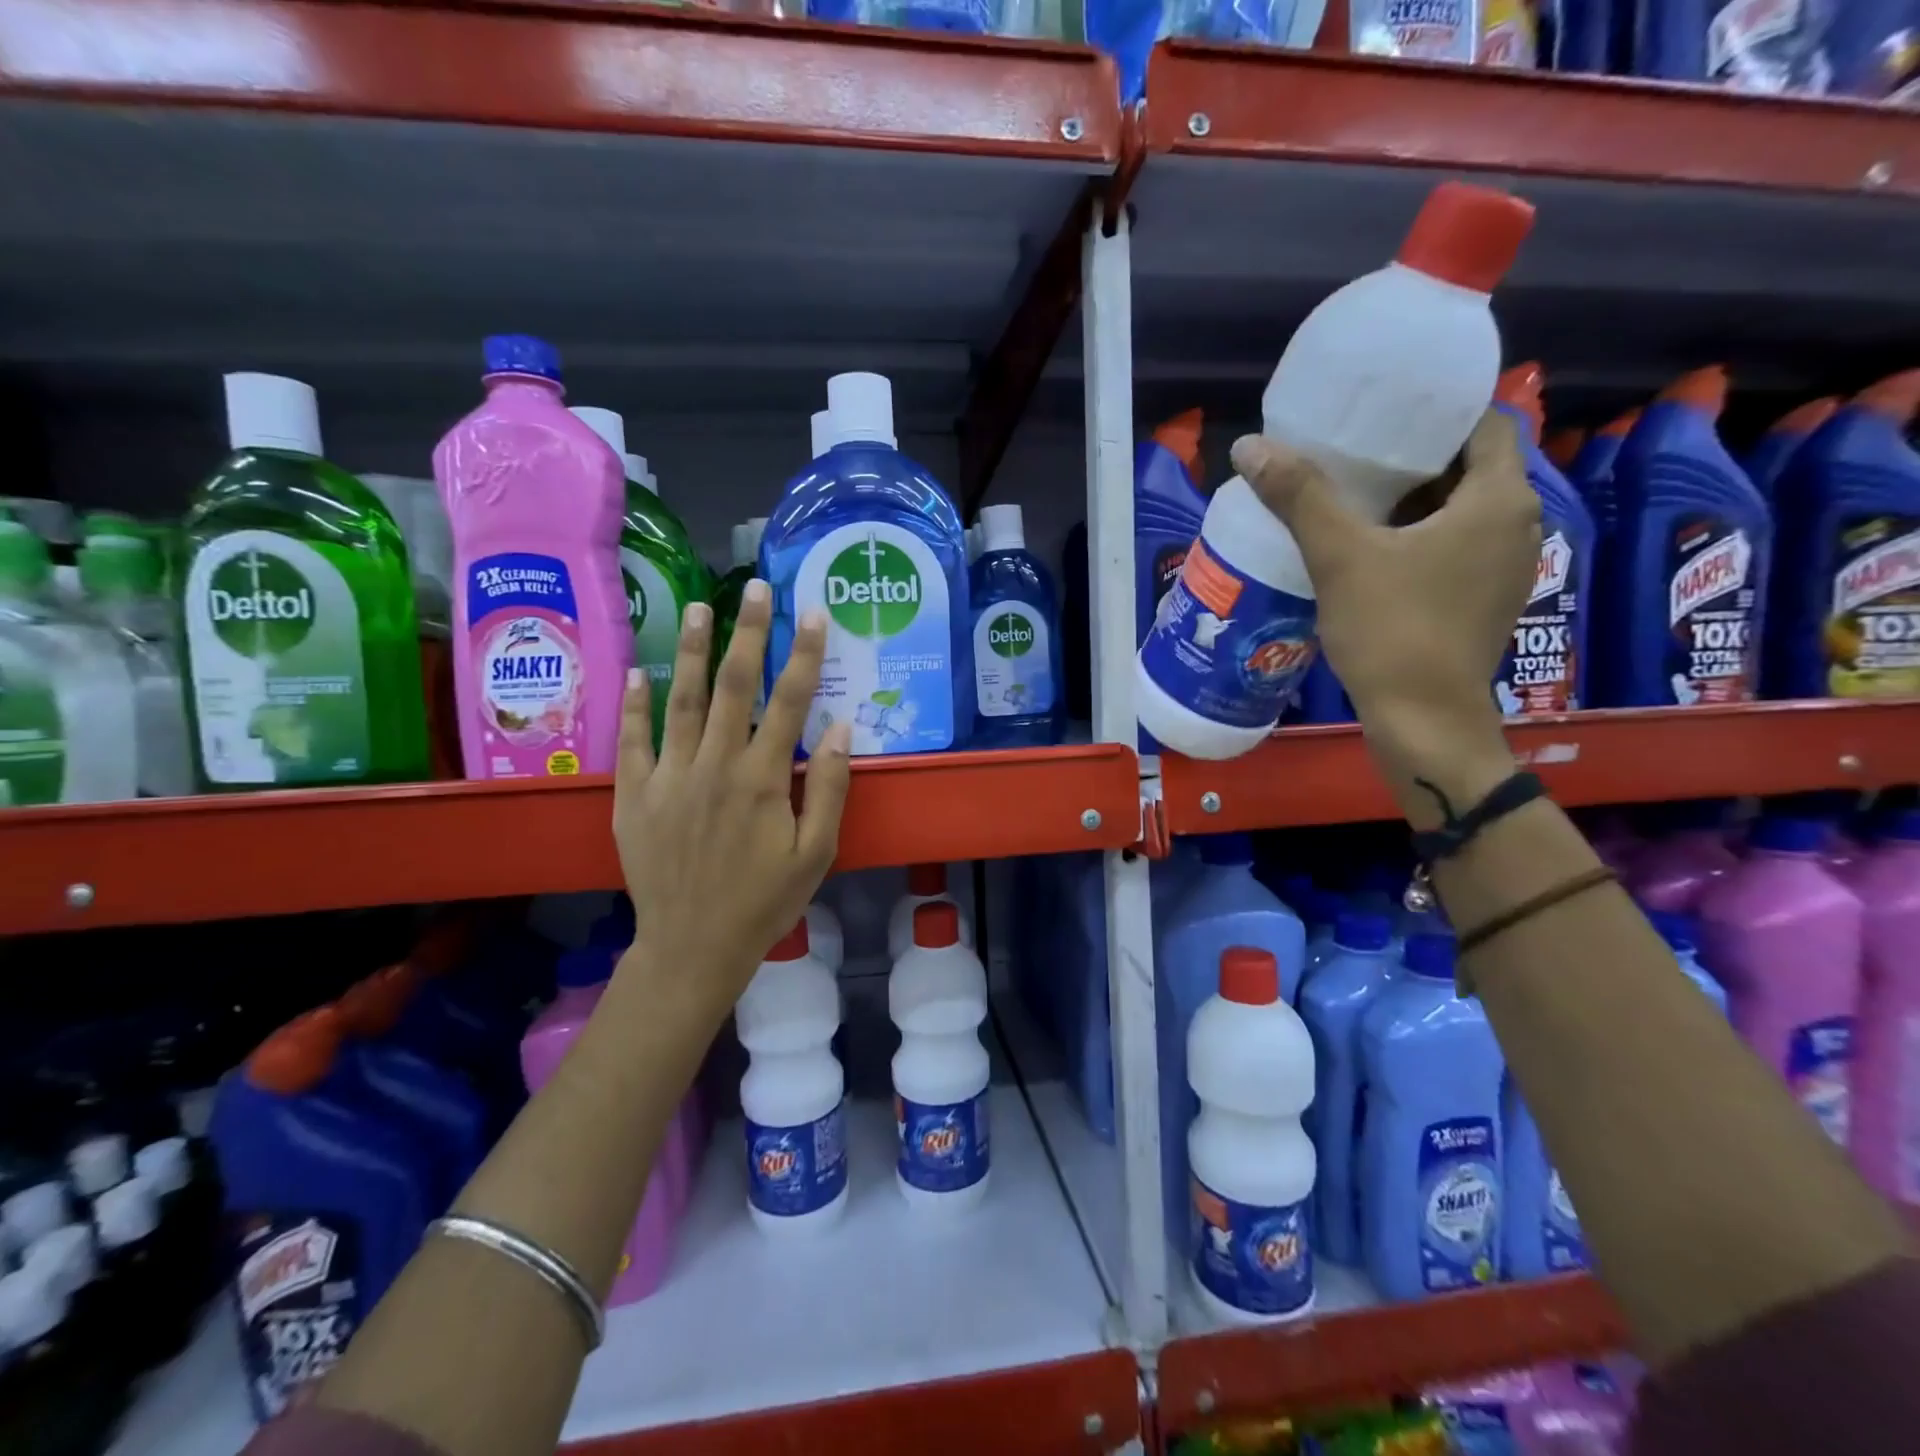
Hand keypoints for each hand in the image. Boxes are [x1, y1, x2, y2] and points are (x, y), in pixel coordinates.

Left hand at [611, 585, 852, 1018]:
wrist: (693, 947)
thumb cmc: (764, 902)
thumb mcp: (816, 854)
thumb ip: (826, 788)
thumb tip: (839, 727)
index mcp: (761, 779)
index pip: (789, 701)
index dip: (803, 654)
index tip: (812, 614)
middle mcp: (714, 765)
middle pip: (732, 686)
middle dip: (746, 632)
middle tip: (754, 587)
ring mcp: (669, 778)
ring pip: (680, 700)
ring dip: (690, 650)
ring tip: (698, 607)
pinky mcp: (634, 796)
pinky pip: (634, 740)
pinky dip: (636, 704)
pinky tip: (639, 671)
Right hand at [1231, 411, 1537, 826]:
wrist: (1422, 721)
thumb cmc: (1392, 630)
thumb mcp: (1340, 557)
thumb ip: (1299, 496)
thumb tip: (1249, 446)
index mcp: (1499, 500)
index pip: (1483, 424)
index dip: (1435, 413)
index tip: (1382, 414)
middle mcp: (1517, 525)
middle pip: (1468, 467)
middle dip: (1412, 457)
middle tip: (1353, 451)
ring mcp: (1505, 567)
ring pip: (1459, 510)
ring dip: (1412, 499)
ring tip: (1352, 495)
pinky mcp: (1484, 600)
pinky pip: (1454, 546)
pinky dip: (1418, 536)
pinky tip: (1368, 549)